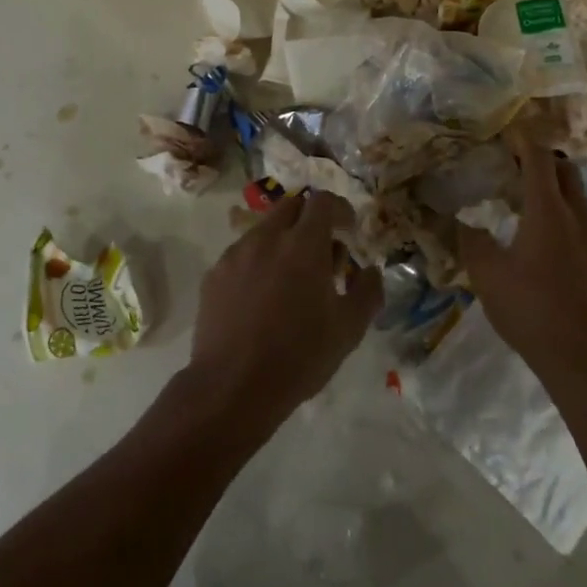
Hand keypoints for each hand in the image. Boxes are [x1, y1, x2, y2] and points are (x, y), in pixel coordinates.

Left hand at [183, 190, 380, 427]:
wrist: (232, 386)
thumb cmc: (298, 356)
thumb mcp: (348, 329)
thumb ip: (367, 291)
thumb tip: (370, 271)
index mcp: (303, 244)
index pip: (323, 201)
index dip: (340, 209)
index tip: (349, 229)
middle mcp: (267, 237)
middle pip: (291, 206)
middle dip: (310, 220)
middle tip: (321, 253)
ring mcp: (236, 253)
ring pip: (265, 229)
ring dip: (283, 241)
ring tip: (291, 280)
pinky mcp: (215, 273)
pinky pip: (242, 253)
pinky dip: (258, 262)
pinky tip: (261, 298)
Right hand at [459, 128, 586, 382]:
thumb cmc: (532, 311)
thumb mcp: (487, 276)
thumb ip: (472, 242)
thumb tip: (463, 221)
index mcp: (548, 212)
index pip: (538, 160)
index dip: (524, 141)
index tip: (512, 134)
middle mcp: (583, 220)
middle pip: (569, 174)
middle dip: (548, 163)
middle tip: (526, 168)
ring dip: (567, 201)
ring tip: (547, 217)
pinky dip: (584, 242)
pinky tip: (573, 266)